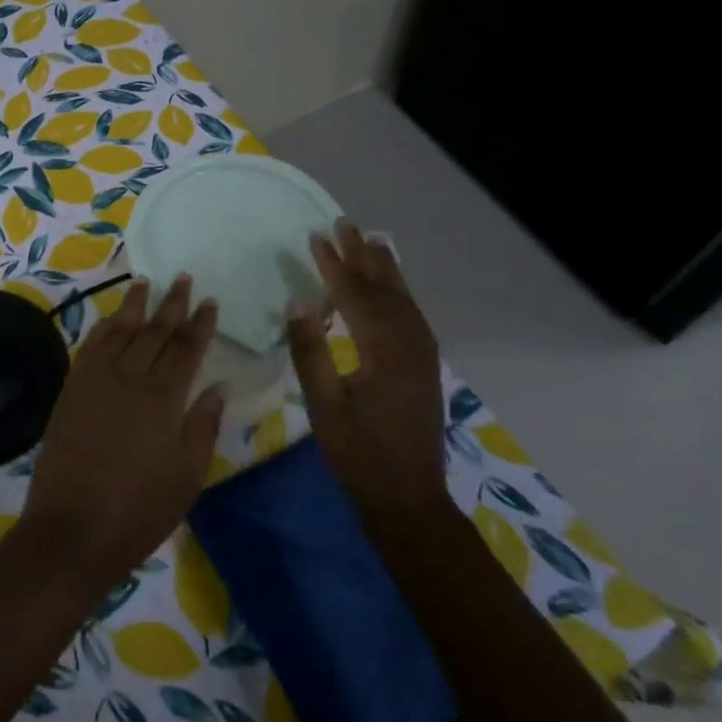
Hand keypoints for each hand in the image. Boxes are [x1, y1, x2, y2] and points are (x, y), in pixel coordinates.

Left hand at [20, 277, 225, 592]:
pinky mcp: (72, 389)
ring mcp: (96, 380)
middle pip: (155, 331)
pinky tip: (112, 318)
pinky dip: (104, 327)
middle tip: (183, 278)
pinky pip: (91, 346)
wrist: (73, 529)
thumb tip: (218, 386)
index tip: (210, 301)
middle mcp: (130, 377)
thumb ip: (203, 425)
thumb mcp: (187, 475)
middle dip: (171, 304)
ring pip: (120, 330)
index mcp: (164, 398)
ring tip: (146, 281)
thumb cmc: (140, 510)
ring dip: (135, 305)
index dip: (200, 323)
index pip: (186, 349)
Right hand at [286, 222, 447, 514]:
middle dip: (363, 256)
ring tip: (370, 241)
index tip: (316, 237)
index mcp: (385, 351)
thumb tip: (297, 302)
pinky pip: (411, 315)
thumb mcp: (323, 404)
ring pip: (404, 300)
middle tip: (344, 225)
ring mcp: (423, 355)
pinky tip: (390, 289)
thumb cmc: (358, 453)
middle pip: (385, 289)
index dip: (334, 266)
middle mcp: (410, 344)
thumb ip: (310, 351)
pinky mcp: (424, 367)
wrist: (408, 497)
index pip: (356, 296)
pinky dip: (397, 292)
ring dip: (384, 269)